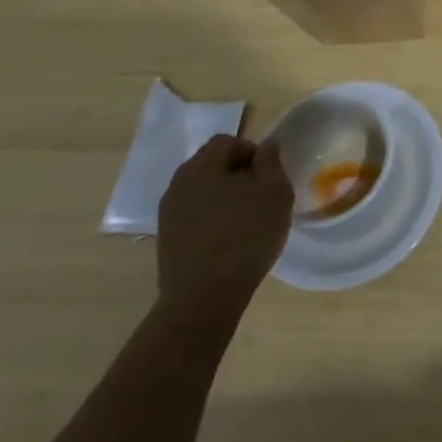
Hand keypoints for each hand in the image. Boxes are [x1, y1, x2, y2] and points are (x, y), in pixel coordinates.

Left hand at [156, 135, 292, 321]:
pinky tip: (229, 241)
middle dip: (238, 174)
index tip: (268, 176)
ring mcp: (168, 215)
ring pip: (202, 192)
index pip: (227, 141)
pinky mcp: (166, 242)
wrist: (203, 299)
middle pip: (212, 165)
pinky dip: (212, 220)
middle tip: (261, 196)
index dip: (251, 151)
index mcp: (201, 166)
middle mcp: (177, 184)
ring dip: (225, 198)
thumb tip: (267, 143)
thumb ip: (271, 161)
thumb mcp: (274, 192)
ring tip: (247, 221)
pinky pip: (194, 217)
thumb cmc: (245, 236)